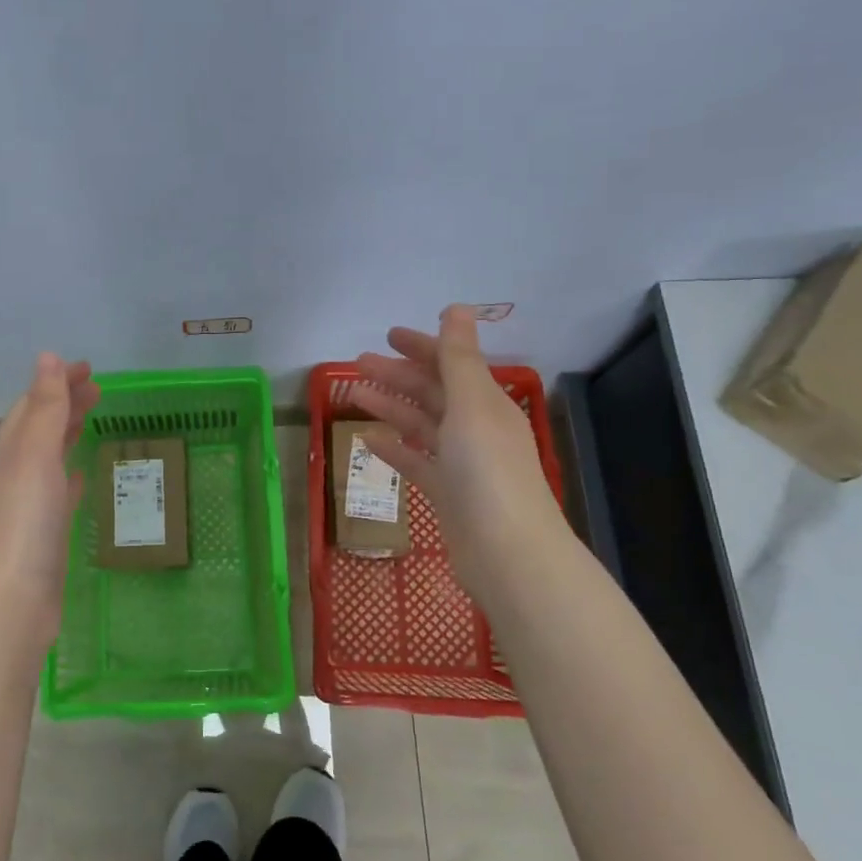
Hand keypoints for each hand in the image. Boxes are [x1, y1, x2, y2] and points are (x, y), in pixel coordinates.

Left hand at [0, 353, 99, 626]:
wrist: (14, 598)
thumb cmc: (25, 520)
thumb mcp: (35, 454)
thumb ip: (44, 407)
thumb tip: (47, 356)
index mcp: (10, 450)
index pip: (33, 403)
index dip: (57, 382)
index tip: (88, 368)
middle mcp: (14, 471)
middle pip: (39, 426)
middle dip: (64, 403)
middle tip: (98, 389)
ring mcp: (26, 504)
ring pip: (48, 456)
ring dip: (67, 432)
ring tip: (91, 419)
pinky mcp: (42, 532)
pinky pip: (57, 491)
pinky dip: (68, 473)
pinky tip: (80, 474)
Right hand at [351, 305, 566, 601]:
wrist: (507, 552)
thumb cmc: (488, 470)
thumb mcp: (472, 405)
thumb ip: (459, 357)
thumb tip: (457, 307)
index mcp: (486, 403)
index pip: (451, 364)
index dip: (422, 346)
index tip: (388, 334)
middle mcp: (475, 428)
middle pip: (432, 392)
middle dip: (398, 374)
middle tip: (358, 362)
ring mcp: (460, 463)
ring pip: (420, 424)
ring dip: (390, 406)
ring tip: (354, 393)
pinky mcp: (446, 493)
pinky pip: (415, 461)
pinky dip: (393, 447)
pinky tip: (368, 439)